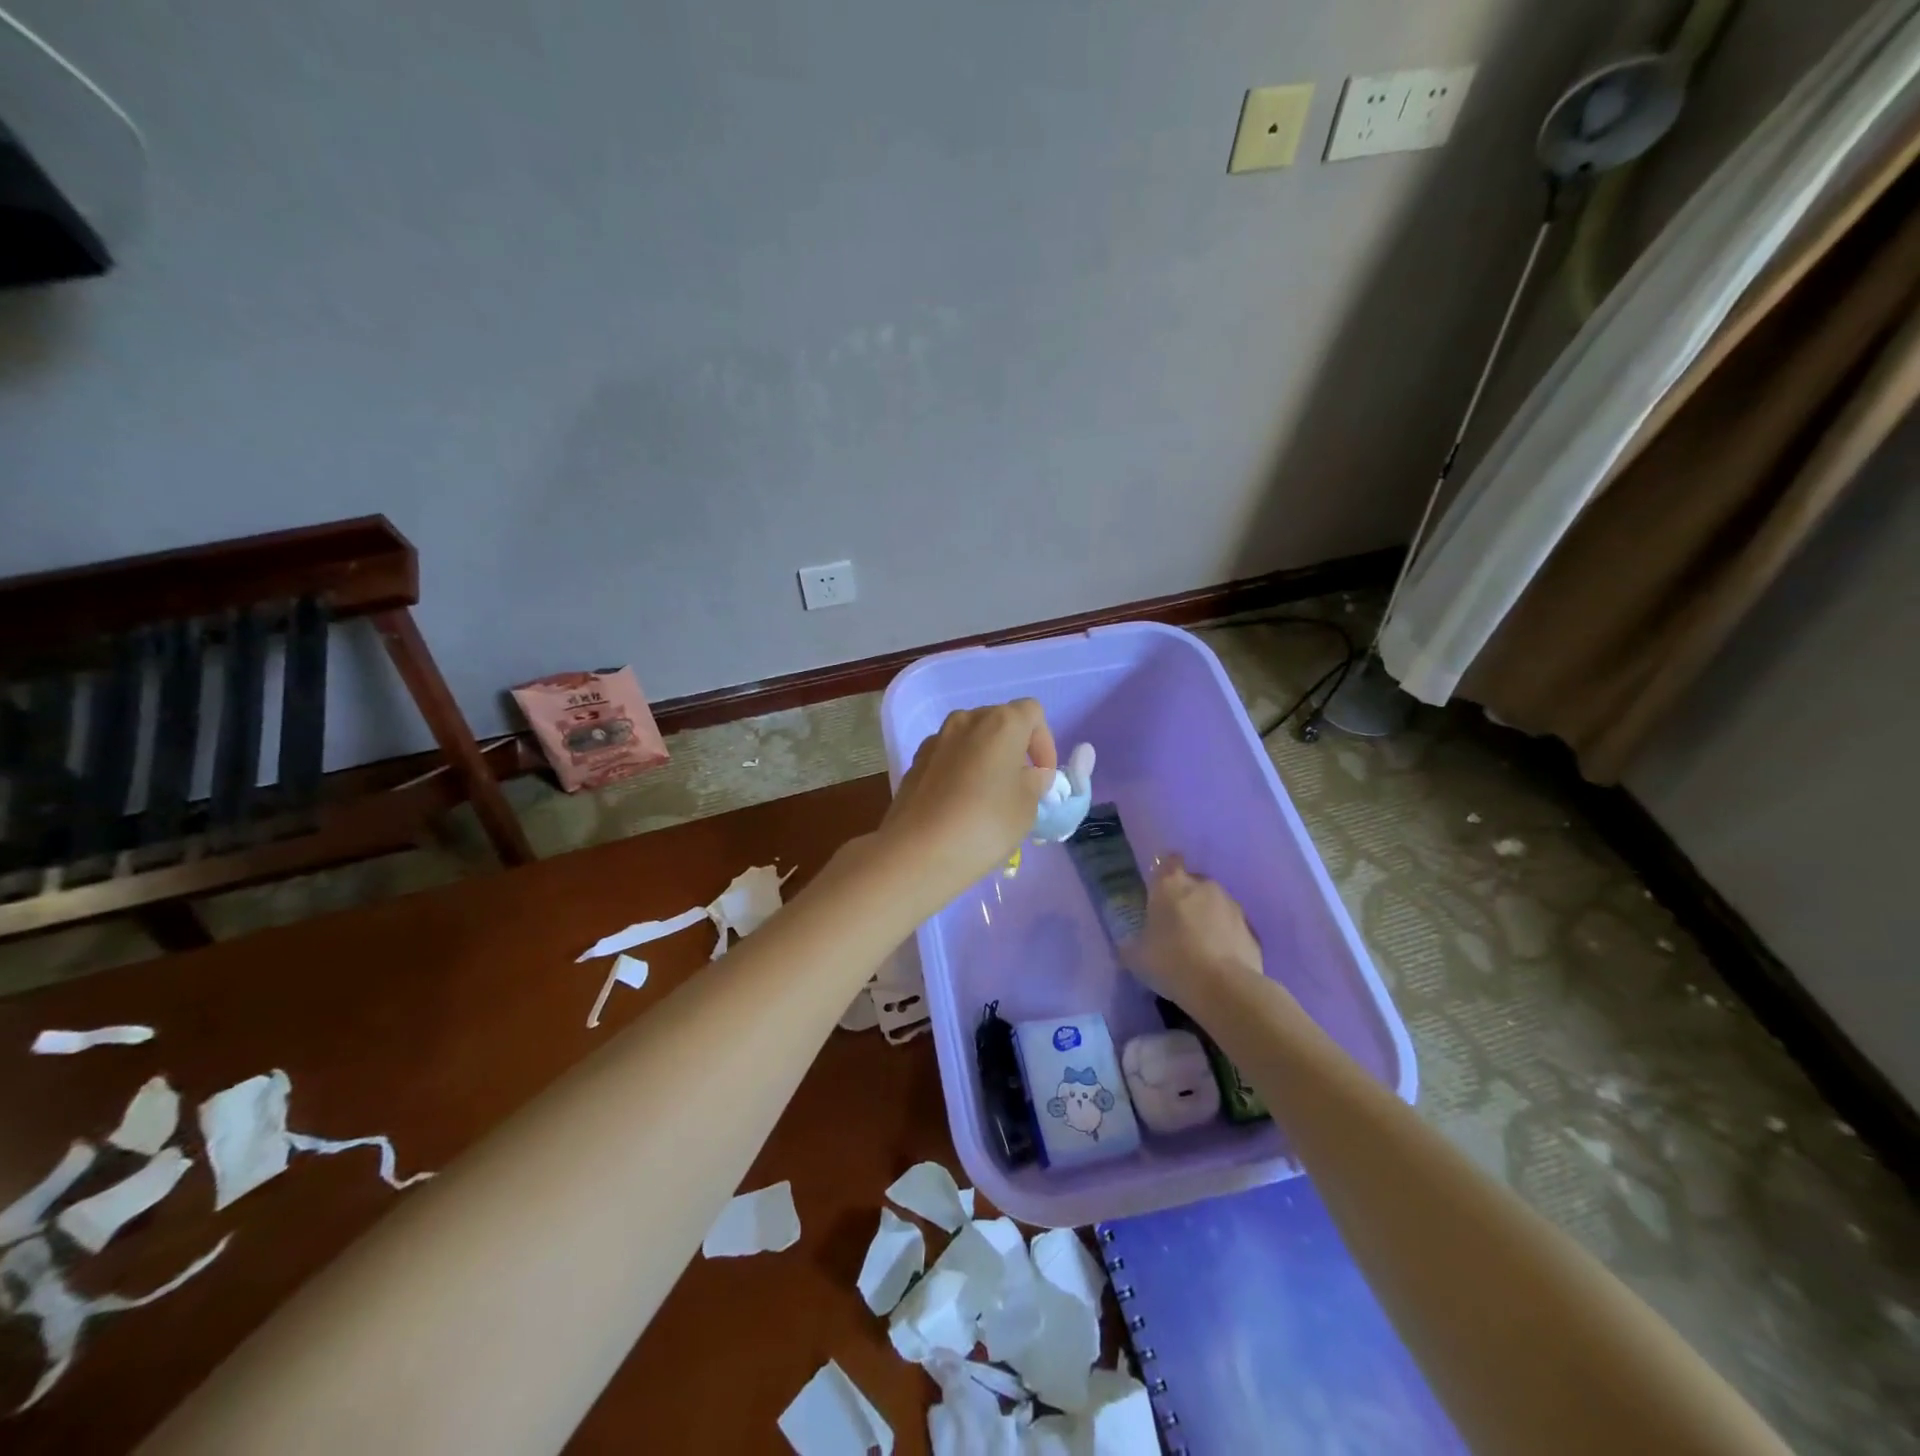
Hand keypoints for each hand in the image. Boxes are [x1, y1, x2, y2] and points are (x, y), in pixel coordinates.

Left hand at [881, 700, 1057, 903]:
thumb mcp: (1027, 806)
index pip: (1032, 713)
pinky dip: (960, 770)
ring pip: (971, 739)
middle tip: (1021, 785)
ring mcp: (936, 740)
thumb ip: (1035, 783)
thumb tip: (1031, 775)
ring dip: (986, 758)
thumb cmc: (985, 824)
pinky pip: (948, 757)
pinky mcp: (915, 762)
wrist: (919, 851)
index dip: (1044, 742)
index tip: (1043, 776)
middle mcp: (966, 720)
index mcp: (1000, 723)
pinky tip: (960, 804)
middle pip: (999, 721)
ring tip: (990, 796)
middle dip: (1015, 748)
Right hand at [1122, 855, 1265, 1007]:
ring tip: (1198, 946)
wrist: (1225, 989)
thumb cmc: (1172, 962)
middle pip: (1193, 882)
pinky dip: (1226, 937)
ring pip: (1215, 904)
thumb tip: (1127, 945)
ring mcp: (1232, 906)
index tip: (1159, 889)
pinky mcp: (1252, 930)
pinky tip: (1218, 960)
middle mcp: (1203, 886)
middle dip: (1185, 898)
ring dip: (1207, 917)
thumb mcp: (1136, 958)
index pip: (1168, 861)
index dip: (1164, 872)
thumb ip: (1130, 945)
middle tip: (1175, 924)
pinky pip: (1233, 927)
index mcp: (1170, 885)